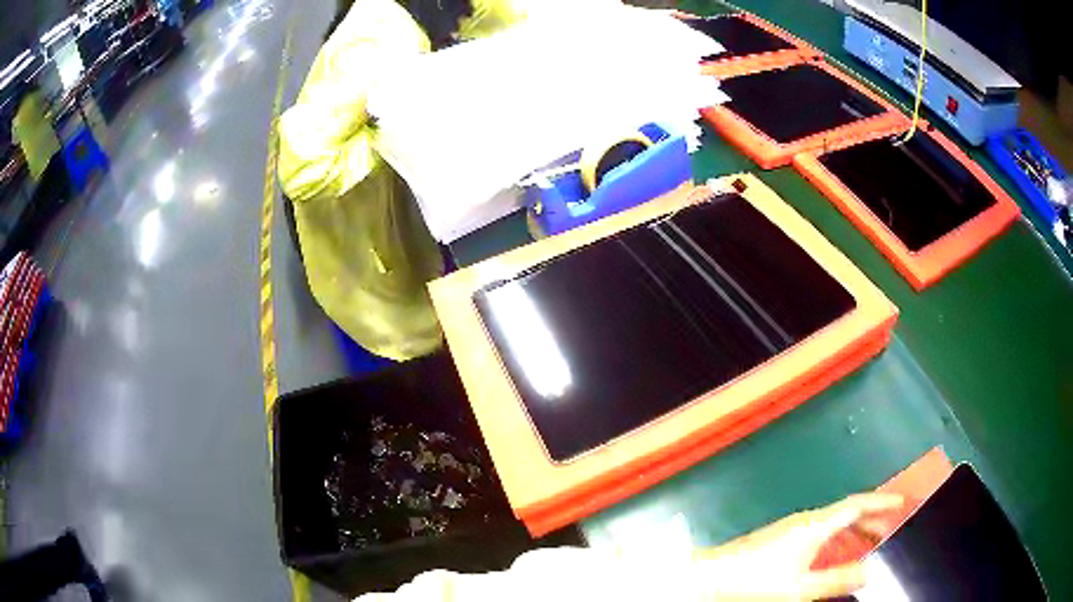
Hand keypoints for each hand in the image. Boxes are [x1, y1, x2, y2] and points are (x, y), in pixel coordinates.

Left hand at [696, 493, 903, 600]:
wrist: (710, 577)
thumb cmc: (757, 581)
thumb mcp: (801, 588)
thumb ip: (837, 580)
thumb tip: (870, 572)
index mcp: (815, 525)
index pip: (857, 504)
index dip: (881, 501)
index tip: (902, 502)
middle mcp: (806, 520)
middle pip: (846, 511)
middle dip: (871, 518)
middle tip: (890, 530)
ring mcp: (791, 527)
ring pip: (832, 522)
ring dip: (853, 530)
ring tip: (868, 544)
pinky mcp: (779, 538)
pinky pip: (819, 531)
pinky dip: (836, 538)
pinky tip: (834, 554)